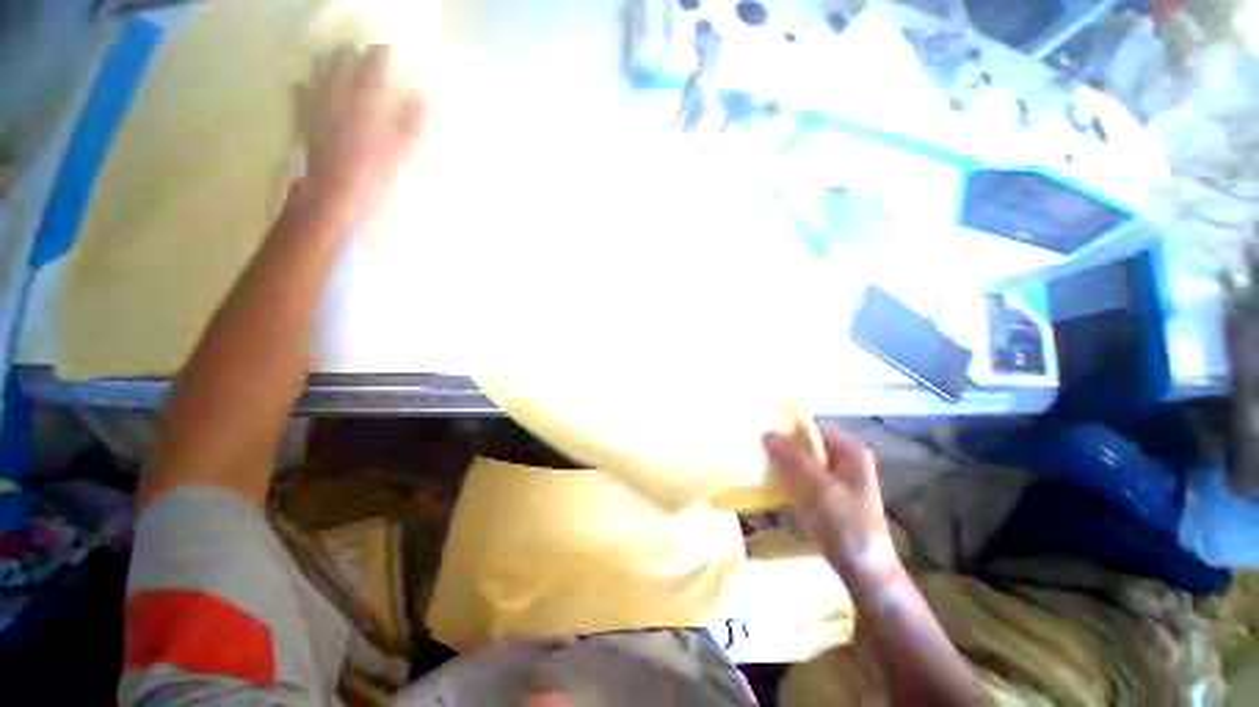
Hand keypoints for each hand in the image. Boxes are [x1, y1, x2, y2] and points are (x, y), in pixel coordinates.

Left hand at [300, 44, 426, 217]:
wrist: (338, 191)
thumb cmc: (378, 171)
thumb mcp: (407, 149)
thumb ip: (415, 120)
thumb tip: (424, 97)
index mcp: (367, 98)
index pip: (376, 65)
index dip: (384, 54)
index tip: (391, 50)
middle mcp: (340, 93)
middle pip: (345, 62)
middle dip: (355, 54)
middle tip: (363, 52)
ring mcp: (319, 105)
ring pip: (321, 72)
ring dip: (329, 62)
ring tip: (336, 57)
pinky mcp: (307, 120)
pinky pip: (302, 94)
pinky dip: (305, 86)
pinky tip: (306, 83)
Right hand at [763, 425, 894, 575]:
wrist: (864, 572)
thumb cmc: (844, 525)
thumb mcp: (817, 487)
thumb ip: (793, 457)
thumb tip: (767, 433)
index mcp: (850, 452)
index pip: (813, 428)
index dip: (787, 428)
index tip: (761, 431)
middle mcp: (846, 462)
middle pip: (808, 446)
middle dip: (783, 447)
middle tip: (756, 449)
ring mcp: (839, 481)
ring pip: (804, 463)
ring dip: (784, 464)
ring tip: (758, 464)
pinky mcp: (830, 499)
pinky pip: (804, 480)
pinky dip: (789, 480)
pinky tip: (772, 485)